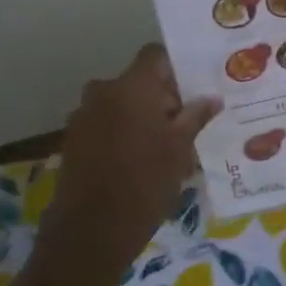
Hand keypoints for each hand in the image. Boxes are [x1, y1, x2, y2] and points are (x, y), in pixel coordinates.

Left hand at [33, 44, 218, 285]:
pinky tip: (140, 161)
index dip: (177, 67)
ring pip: (122, 105)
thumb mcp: (180, 149)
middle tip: (188, 124)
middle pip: (139, 82)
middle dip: (163, 98)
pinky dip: (124, 133)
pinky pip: (106, 124)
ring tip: (166, 147)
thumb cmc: (145, 183)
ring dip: (142, 117)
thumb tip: (211, 98)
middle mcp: (102, 91)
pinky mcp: (74, 140)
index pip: (155, 55)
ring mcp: (83, 116)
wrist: (91, 230)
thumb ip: (195, 117)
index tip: (195, 88)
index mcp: (131, 87)